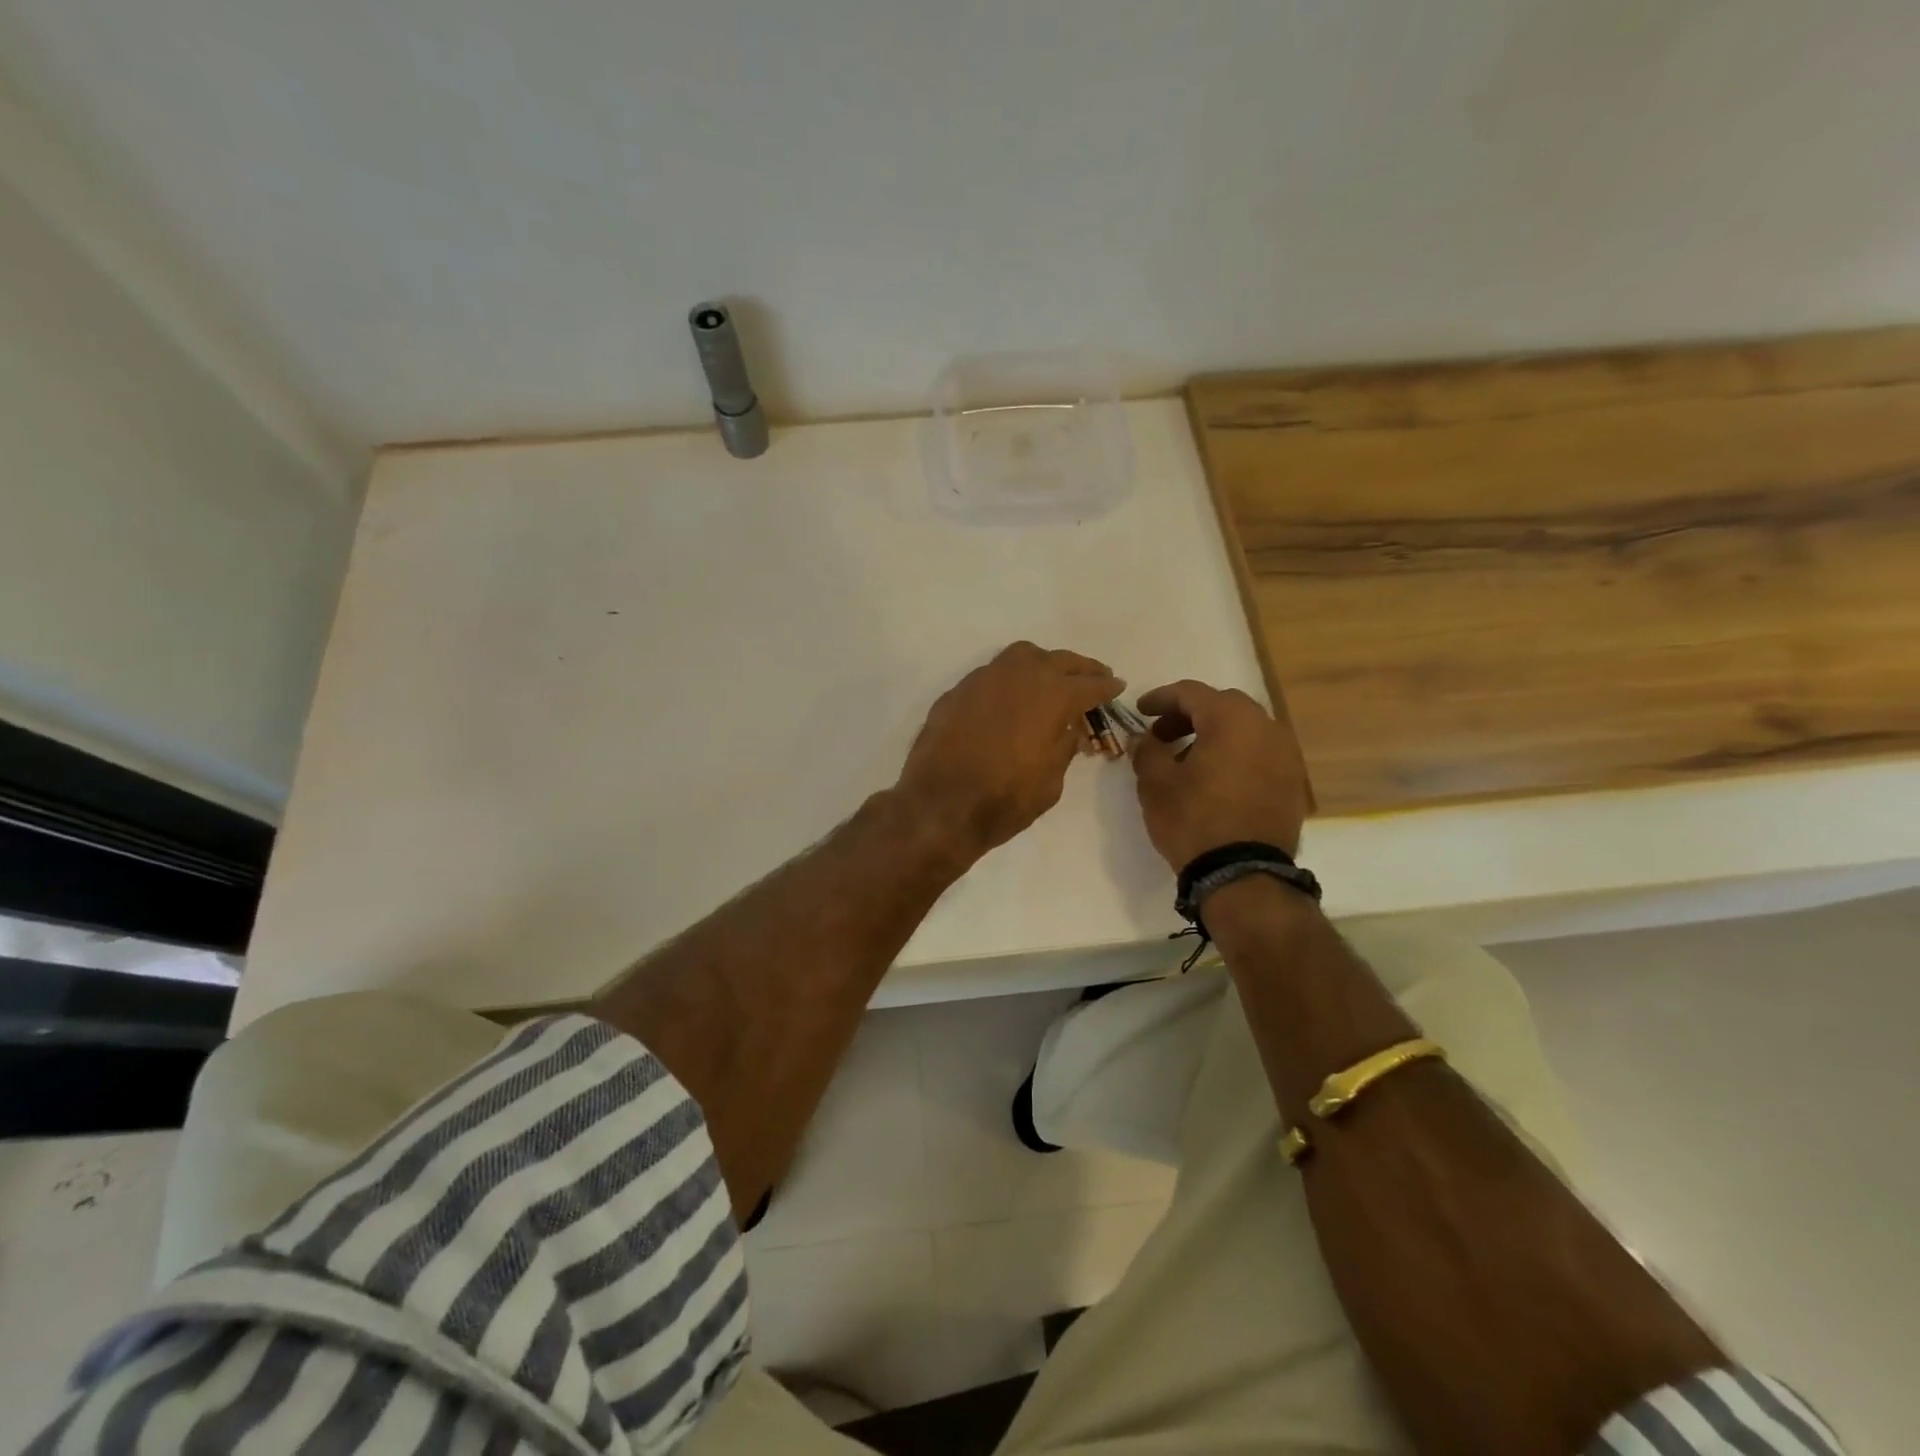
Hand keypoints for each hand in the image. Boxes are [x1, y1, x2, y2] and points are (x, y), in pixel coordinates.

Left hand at [896, 642, 1123, 860]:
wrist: (939, 805)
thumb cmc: (1004, 799)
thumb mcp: (1051, 780)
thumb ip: (1064, 746)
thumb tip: (1068, 728)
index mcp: (1051, 696)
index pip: (1089, 685)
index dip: (1106, 687)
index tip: (1117, 686)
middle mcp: (1019, 676)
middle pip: (1059, 660)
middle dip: (1081, 668)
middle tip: (1094, 676)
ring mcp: (984, 679)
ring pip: (1022, 656)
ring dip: (1044, 663)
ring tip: (1053, 678)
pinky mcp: (957, 691)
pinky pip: (992, 674)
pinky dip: (1010, 679)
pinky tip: (1012, 697)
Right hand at [1131, 679, 1312, 869]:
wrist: (1244, 873)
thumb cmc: (1194, 820)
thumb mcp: (1155, 783)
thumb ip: (1146, 751)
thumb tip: (1144, 739)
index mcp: (1231, 719)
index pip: (1191, 693)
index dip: (1160, 698)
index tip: (1139, 711)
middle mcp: (1265, 727)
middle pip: (1222, 706)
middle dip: (1189, 715)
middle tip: (1162, 736)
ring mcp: (1285, 755)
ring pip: (1244, 729)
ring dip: (1214, 735)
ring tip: (1187, 760)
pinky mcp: (1293, 782)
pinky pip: (1259, 753)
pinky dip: (1235, 755)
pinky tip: (1215, 779)